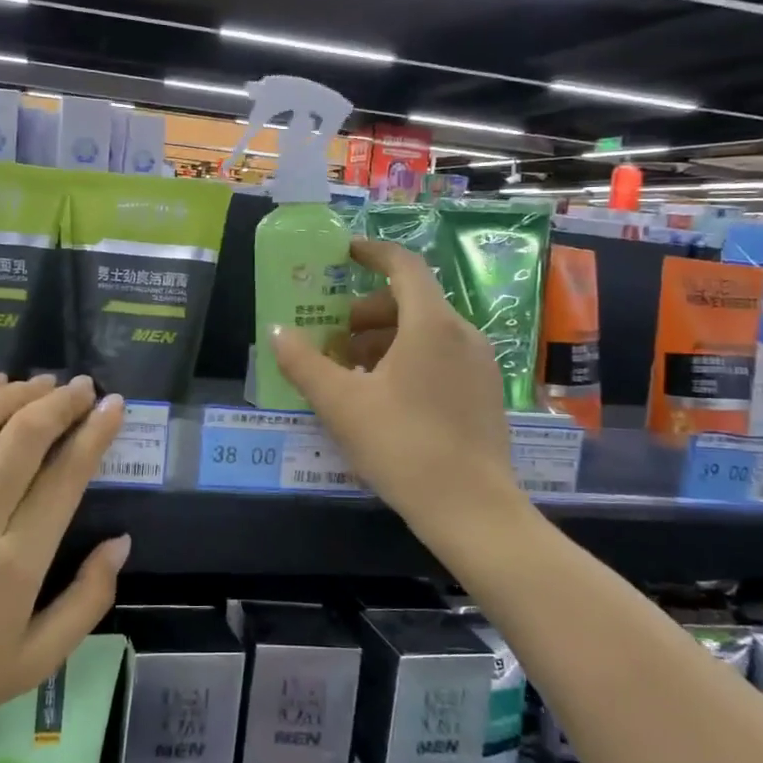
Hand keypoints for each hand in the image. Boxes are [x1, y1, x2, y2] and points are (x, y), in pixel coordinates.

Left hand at [0, 374, 128, 762]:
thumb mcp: (35, 660)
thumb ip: (87, 600)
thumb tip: (121, 542)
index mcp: (15, 564)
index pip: (65, 477)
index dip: (94, 433)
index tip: (112, 405)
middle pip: (24, 438)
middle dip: (60, 402)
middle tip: (81, 386)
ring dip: (14, 393)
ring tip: (41, 382)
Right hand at [272, 237, 515, 541]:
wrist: (472, 510)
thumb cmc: (402, 445)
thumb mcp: (341, 404)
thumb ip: (304, 363)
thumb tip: (277, 332)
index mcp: (431, 324)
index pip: (403, 266)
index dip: (372, 253)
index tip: (344, 253)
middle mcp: (463, 333)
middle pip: (411, 301)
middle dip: (367, 312)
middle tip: (333, 338)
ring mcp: (481, 364)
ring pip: (426, 332)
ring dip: (385, 339)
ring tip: (352, 372)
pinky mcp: (486, 393)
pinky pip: (442, 356)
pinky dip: (409, 359)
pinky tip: (385, 397)